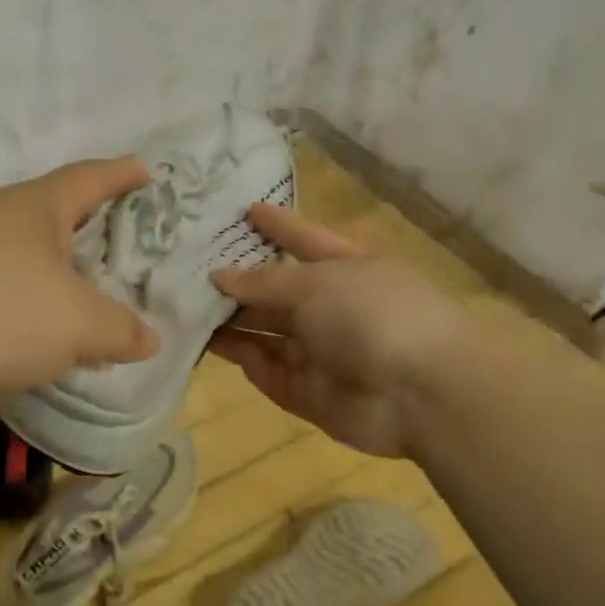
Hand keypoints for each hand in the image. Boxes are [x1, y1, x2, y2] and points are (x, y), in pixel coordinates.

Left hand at [0, 157, 161, 396]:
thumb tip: (148, 338)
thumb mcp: (78, 324)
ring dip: (46, 264)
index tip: (143, 169)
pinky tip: (19, 327)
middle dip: (82, 221)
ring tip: (71, 290)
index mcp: (37, 208)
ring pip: (16, 247)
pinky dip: (14, 297)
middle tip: (110, 235)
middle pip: (49, 209)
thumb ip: (119, 330)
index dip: (120, 175)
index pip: (89, 179)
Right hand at [209, 203, 472, 458]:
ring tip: (182, 304)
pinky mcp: (306, 391)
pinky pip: (265, 369)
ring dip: (229, 319)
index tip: (245, 210)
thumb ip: (263, 281)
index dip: (278, 226)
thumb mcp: (316, 283)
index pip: (306, 240)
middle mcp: (333, 308)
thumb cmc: (372, 315)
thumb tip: (219, 277)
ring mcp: (320, 351)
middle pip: (278, 291)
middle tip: (187, 268)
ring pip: (265, 331)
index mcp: (348, 269)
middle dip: (239, 281)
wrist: (422, 395)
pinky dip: (238, 355)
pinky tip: (203, 340)